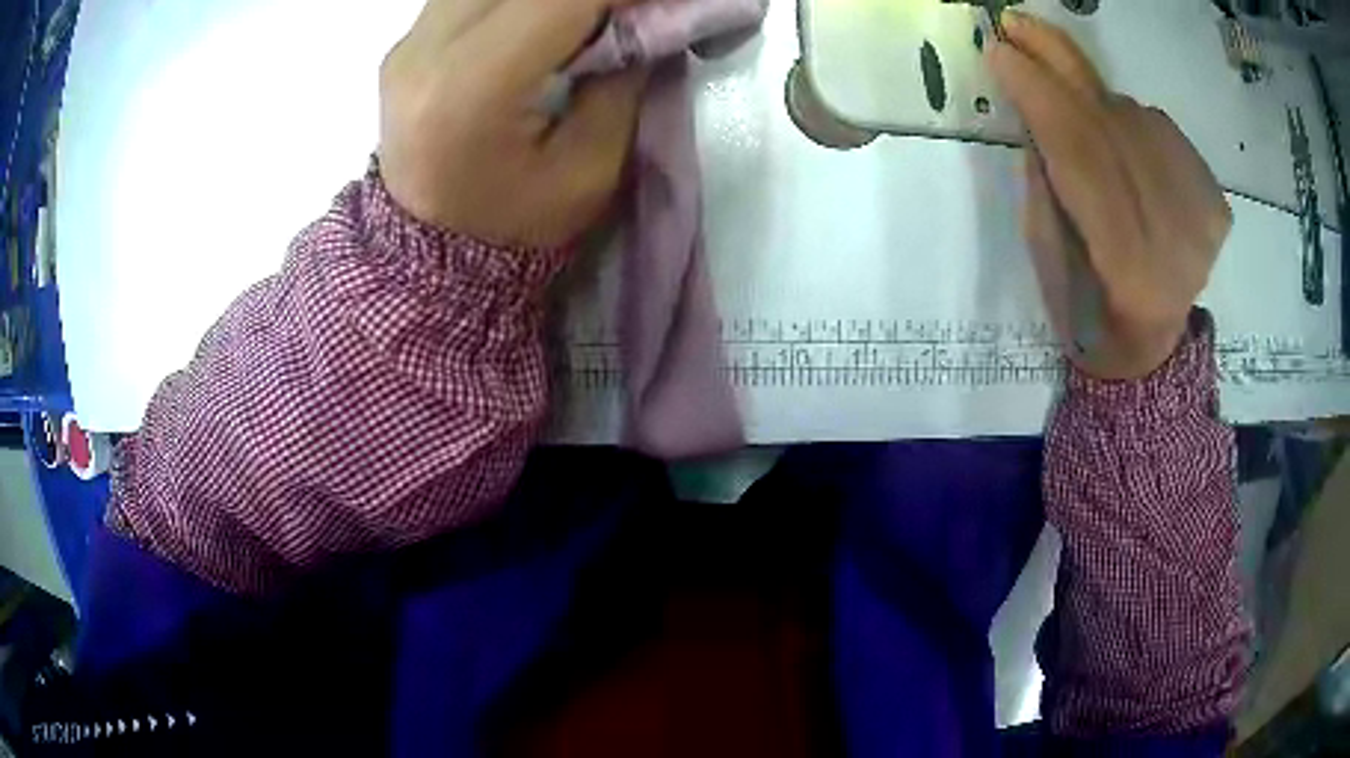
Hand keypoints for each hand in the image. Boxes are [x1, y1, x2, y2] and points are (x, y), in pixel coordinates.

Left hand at [378, 0, 645, 248]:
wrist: (430, 255)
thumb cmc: (514, 228)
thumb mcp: (590, 170)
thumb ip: (624, 80)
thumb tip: (649, 18)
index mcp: (469, 89)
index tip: (671, 3)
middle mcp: (426, 49)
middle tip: (632, 12)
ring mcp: (409, 41)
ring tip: (591, 19)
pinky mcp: (407, 41)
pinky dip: (520, 1)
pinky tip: (544, 22)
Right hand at [987, 13, 1231, 379]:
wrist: (1149, 347)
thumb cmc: (1088, 313)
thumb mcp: (1048, 258)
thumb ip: (1046, 182)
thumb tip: (1036, 108)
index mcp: (1128, 266)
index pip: (1081, 155)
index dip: (1039, 95)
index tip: (999, 51)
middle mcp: (1176, 235)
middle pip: (1113, 124)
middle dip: (1059, 65)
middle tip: (1016, 25)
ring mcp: (1203, 215)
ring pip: (1137, 117)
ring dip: (1094, 98)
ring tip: (1070, 108)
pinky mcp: (1216, 200)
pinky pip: (1162, 128)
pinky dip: (1131, 119)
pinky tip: (1119, 139)